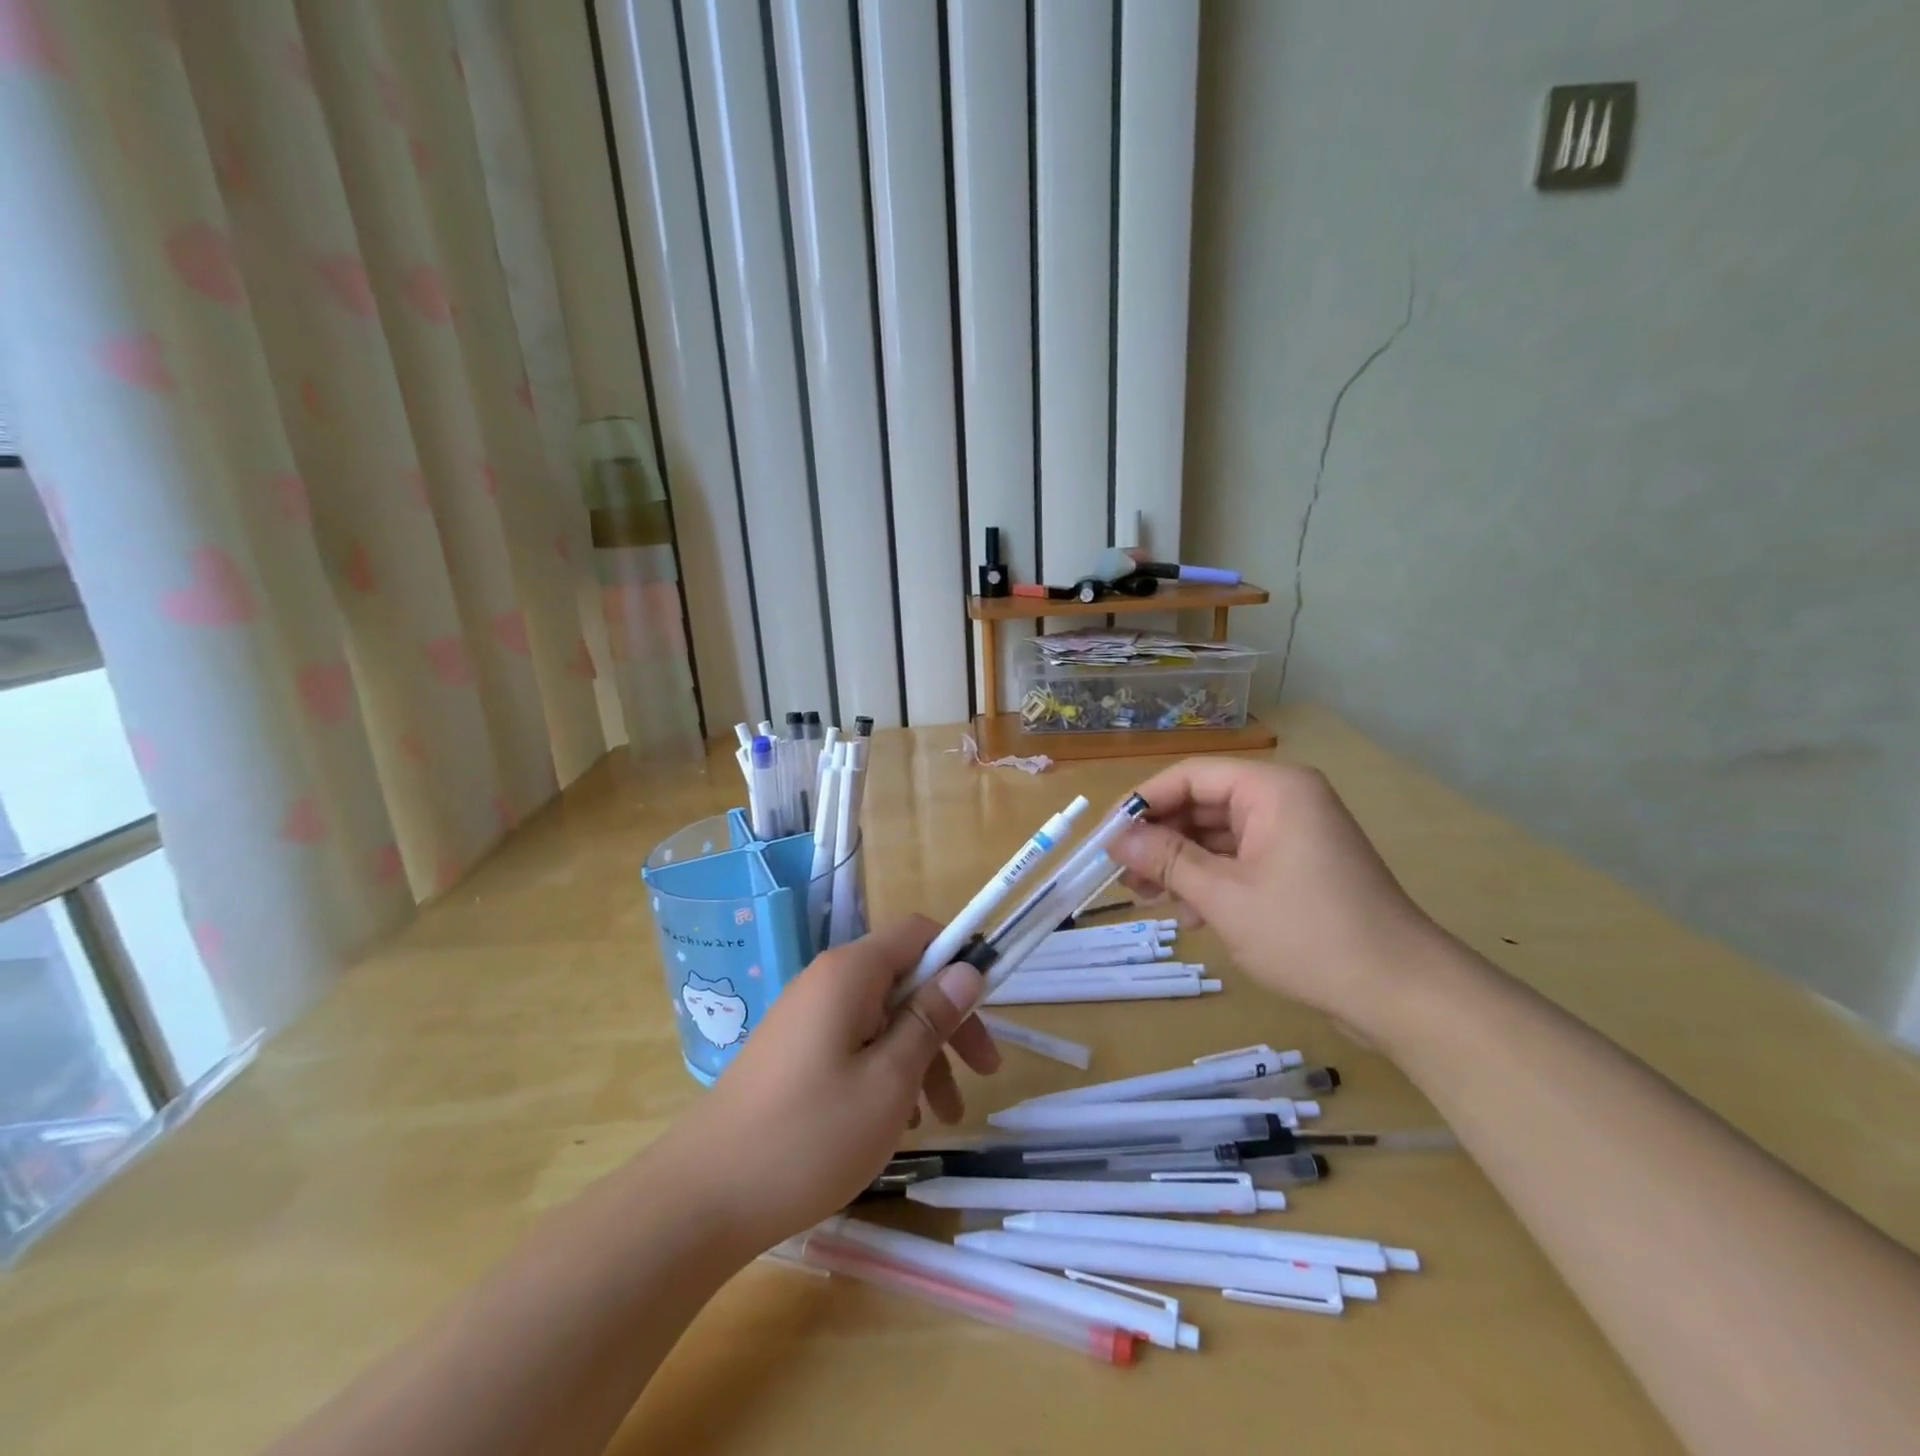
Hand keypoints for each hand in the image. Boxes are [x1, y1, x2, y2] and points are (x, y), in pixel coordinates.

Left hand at [660, 915, 999, 1254]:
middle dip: (947, 1021)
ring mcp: (807, 1017)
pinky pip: (855, 1042)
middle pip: (905, 979)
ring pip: (883, 1017)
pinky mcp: (795, 1051)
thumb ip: (930, 1018)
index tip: (987, 1008)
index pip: (918, 933)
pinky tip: (897, 1122)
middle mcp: (827, 981)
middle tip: (982, 1075)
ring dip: (921, 1056)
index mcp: (850, 973)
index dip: (958, 959)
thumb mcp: (889, 1080)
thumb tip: (967, 968)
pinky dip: (886, 1070)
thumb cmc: (809, 1136)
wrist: (702, 1198)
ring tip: (941, 1119)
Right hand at [1108, 758, 1442, 1032]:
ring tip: (1147, 899)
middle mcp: (1285, 800)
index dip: (1143, 802)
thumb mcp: (1224, 897)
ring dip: (1181, 864)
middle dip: (1160, 839)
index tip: (1107, 836)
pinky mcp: (1300, 867)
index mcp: (1273, 789)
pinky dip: (1211, 880)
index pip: (1190, 776)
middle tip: (1122, 874)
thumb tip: (1116, 838)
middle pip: (1203, 804)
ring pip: (1218, 835)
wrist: (1401, 993)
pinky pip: (1241, 859)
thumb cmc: (1308, 934)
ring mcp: (1295, 834)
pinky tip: (1190, 916)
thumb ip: (1166, 860)